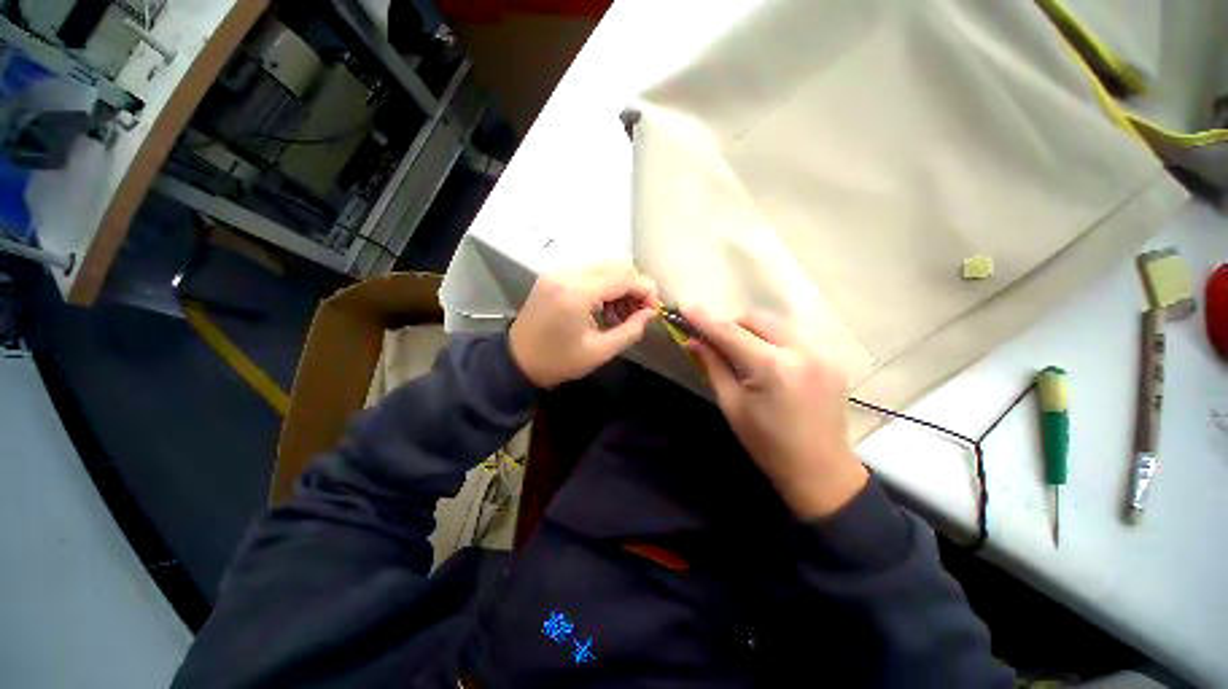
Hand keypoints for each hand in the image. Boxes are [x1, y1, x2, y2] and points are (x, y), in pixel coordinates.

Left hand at [510, 264, 659, 387]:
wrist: (516, 360)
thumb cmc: (558, 361)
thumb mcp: (599, 352)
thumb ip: (631, 330)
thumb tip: (651, 313)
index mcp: (577, 292)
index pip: (625, 277)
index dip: (646, 291)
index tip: (654, 311)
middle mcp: (568, 273)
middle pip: (617, 266)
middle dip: (634, 289)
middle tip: (637, 315)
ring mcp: (559, 271)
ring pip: (605, 267)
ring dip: (620, 287)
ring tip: (619, 316)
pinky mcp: (555, 275)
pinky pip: (590, 272)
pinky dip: (604, 286)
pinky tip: (603, 308)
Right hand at [682, 306, 867, 519]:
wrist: (820, 471)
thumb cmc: (767, 444)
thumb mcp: (732, 405)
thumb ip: (713, 366)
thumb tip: (693, 341)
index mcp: (773, 368)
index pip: (731, 334)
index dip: (705, 319)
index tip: (685, 307)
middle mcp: (801, 352)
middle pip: (757, 319)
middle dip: (732, 325)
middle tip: (717, 343)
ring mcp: (822, 354)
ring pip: (777, 324)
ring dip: (753, 331)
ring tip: (742, 353)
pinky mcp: (831, 360)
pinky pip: (793, 337)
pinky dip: (773, 341)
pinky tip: (768, 363)